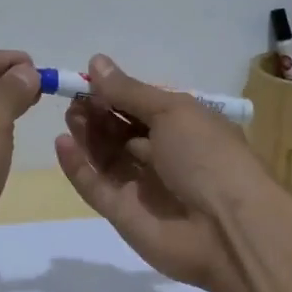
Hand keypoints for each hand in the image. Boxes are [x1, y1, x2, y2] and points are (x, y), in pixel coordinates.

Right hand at [52, 54, 274, 291]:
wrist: (228, 229)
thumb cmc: (207, 156)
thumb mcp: (172, 111)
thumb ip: (129, 91)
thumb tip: (96, 61)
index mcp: (184, 128)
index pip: (142, 106)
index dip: (116, 93)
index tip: (88, 80)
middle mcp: (163, 156)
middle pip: (121, 131)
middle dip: (98, 112)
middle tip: (74, 98)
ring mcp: (142, 187)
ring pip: (106, 157)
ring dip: (87, 134)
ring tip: (70, 115)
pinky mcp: (124, 215)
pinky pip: (96, 187)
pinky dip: (78, 166)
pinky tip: (62, 144)